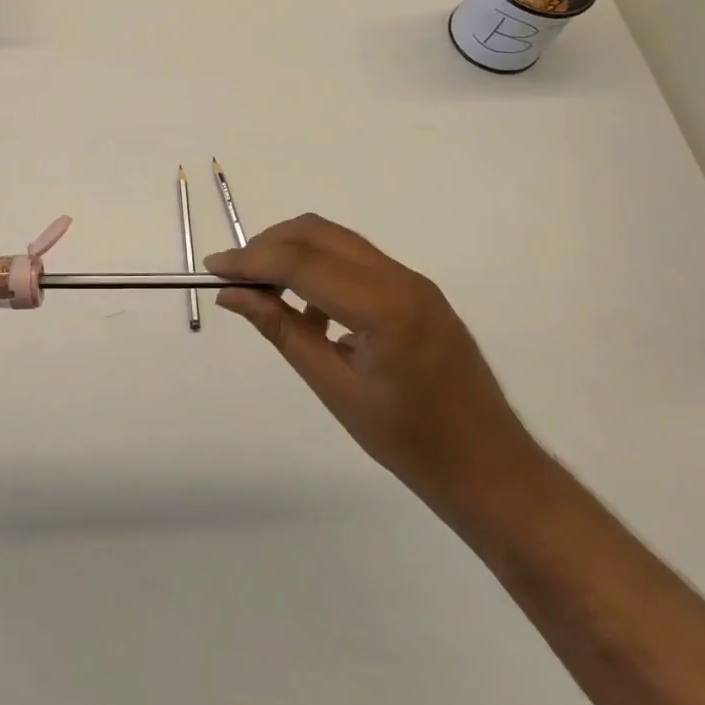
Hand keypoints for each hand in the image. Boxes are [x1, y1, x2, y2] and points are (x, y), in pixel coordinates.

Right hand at [207, 215, 539, 516]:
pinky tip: (309, 311)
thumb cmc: (412, 444)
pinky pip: (356, 261)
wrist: (492, 470)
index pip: (302, 263)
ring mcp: (413, 281)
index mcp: (384, 307)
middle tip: (235, 278)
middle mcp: (400, 278)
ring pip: (337, 241)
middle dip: (269, 246)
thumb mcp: (335, 389)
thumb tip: (232, 295)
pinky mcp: (417, 290)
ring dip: (293, 253)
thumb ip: (282, 331)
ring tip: (264, 292)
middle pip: (318, 234)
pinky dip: (321, 268)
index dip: (251, 260)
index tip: (212, 269)